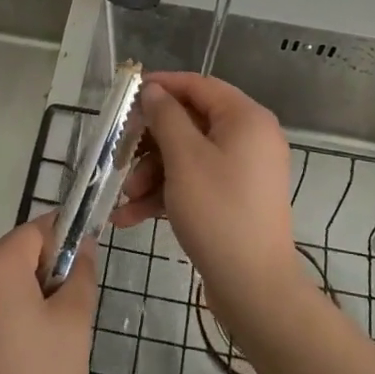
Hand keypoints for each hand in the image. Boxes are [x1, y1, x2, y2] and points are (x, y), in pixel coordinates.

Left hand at [0, 216, 97, 373]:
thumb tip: (81, 247)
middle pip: (13, 257)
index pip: (37, 230)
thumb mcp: (74, 325)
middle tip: (64, 324)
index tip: (82, 277)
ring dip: (20, 302)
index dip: (65, 245)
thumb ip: (81, 275)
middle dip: (42, 277)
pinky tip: (10, 366)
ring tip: (39, 351)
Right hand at [114, 72, 299, 305]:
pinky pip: (196, 182)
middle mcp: (250, 138)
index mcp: (246, 118)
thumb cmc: (218, 211)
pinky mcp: (234, 199)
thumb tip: (154, 90)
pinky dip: (167, 194)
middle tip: (120, 154)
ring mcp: (243, 171)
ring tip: (127, 198)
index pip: (199, 85)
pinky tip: (131, 217)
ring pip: (188, 156)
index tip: (128, 94)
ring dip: (153, 173)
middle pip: (190, 123)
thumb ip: (165, 117)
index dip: (163, 86)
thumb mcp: (184, 158)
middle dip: (151, 143)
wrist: (254, 288)